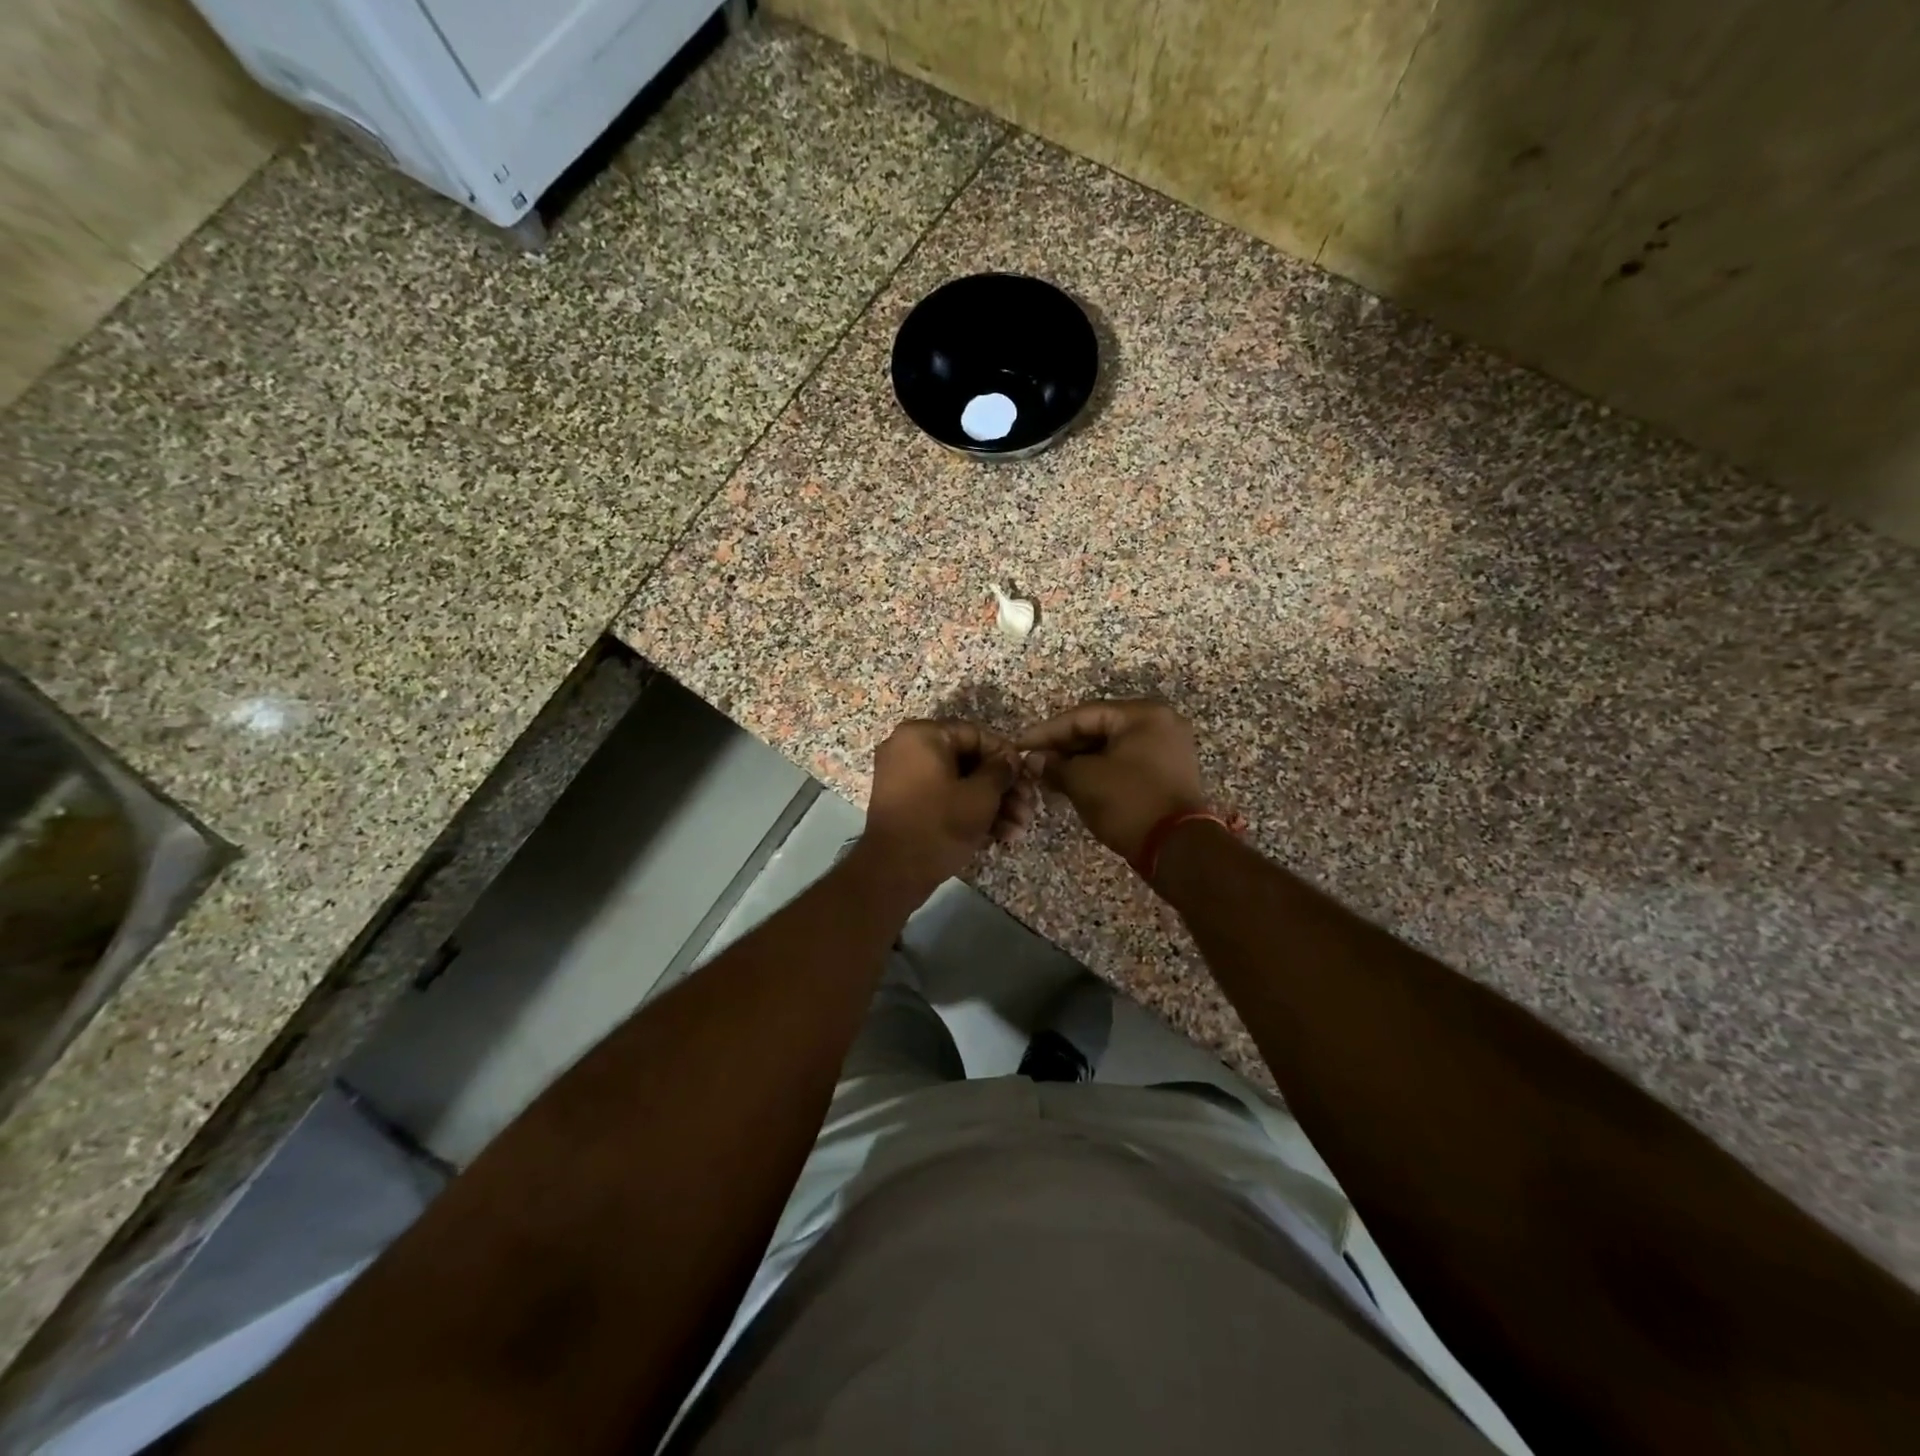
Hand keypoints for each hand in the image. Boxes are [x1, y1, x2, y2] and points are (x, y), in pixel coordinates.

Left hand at [857, 719, 1036, 899]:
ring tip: (1018, 829)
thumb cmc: (940, 824)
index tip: (1028, 778)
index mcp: (922, 735)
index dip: (1006, 757)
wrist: (893, 872)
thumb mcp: (981, 795)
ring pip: (958, 783)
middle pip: (968, 761)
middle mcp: (908, 748)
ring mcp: (904, 777)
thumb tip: (1010, 760)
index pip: (976, 735)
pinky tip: (999, 835)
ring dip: (991, 804)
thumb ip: (1001, 770)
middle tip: (1028, 808)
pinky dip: (968, 812)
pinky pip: (942, 798)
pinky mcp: (906, 804)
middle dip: (1002, 788)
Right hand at [1017, 699, 1208, 862]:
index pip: (1083, 715)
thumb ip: (1055, 765)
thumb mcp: (1084, 780)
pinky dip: (1098, 772)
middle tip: (1033, 763)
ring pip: (1110, 748)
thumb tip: (1034, 760)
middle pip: (1099, 728)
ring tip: (1048, 776)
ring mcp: (1167, 749)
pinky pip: (1124, 763)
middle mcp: (1159, 724)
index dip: (1047, 732)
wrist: (1178, 848)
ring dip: (1078, 762)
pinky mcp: (1167, 774)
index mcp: (1142, 714)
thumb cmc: (1129, 803)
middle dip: (1063, 747)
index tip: (1020, 746)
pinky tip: (1072, 785)